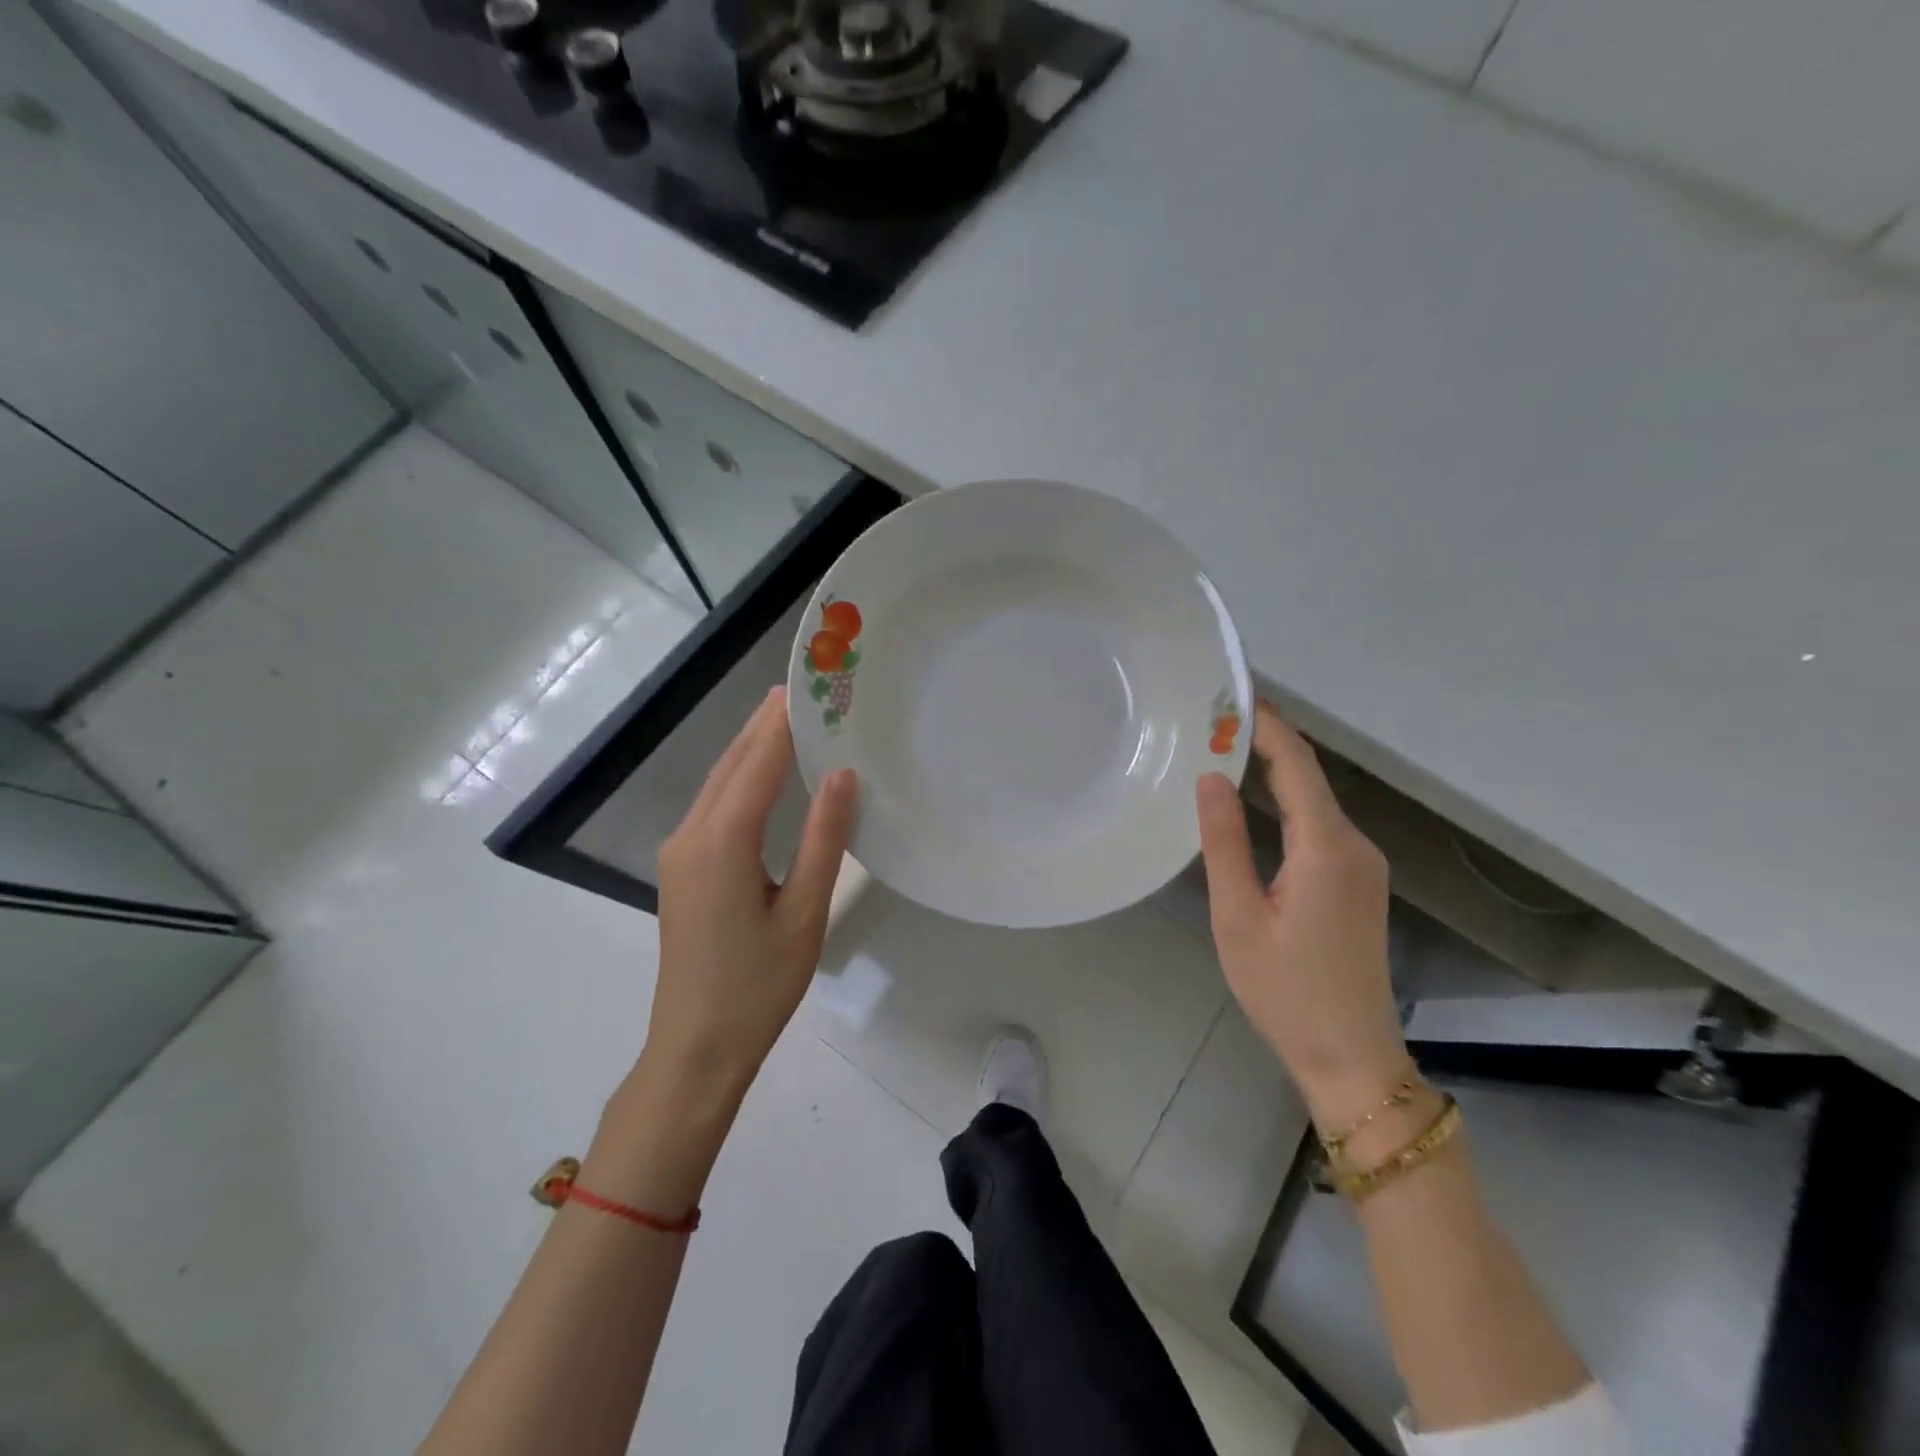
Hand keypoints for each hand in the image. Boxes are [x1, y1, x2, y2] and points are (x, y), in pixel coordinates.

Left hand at [645, 687, 857, 1099]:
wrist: (695, 1047)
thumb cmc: (758, 986)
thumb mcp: (804, 912)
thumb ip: (824, 839)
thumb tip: (843, 775)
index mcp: (721, 842)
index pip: (757, 764)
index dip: (783, 722)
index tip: (810, 685)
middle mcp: (691, 834)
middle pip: (731, 764)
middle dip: (765, 725)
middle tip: (805, 690)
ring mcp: (679, 851)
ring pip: (718, 782)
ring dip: (752, 748)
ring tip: (790, 718)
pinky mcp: (682, 868)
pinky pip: (714, 806)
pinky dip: (741, 778)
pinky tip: (766, 773)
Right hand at [1196, 702, 1408, 1131]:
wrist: (1353, 1058)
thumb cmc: (1285, 990)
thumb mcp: (1237, 917)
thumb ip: (1224, 842)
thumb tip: (1211, 777)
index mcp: (1326, 848)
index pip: (1296, 764)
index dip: (1266, 724)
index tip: (1230, 694)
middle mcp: (1355, 845)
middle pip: (1309, 776)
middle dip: (1266, 740)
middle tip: (1213, 718)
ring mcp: (1364, 864)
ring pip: (1316, 800)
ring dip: (1275, 770)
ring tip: (1224, 749)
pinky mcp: (1359, 883)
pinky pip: (1320, 825)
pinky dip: (1288, 801)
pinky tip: (1256, 801)